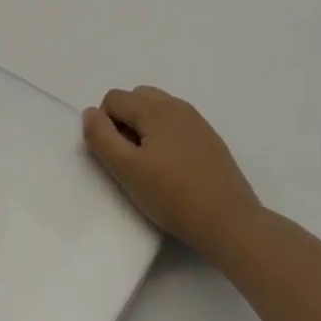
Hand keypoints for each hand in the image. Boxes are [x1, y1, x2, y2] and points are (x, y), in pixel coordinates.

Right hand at [83, 86, 262, 254]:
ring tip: (151, 163)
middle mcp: (177, 106)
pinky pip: (176, 124)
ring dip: (144, 127)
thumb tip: (90, 113)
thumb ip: (100, 136)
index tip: (117, 156)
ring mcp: (197, 122)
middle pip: (136, 98)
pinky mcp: (210, 139)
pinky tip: (173, 168)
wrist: (230, 223)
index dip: (105, 125)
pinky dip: (165, 136)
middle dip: (124, 121)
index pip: (113, 99)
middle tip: (131, 157)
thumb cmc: (172, 196)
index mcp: (155, 109)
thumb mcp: (125, 169)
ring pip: (157, 110)